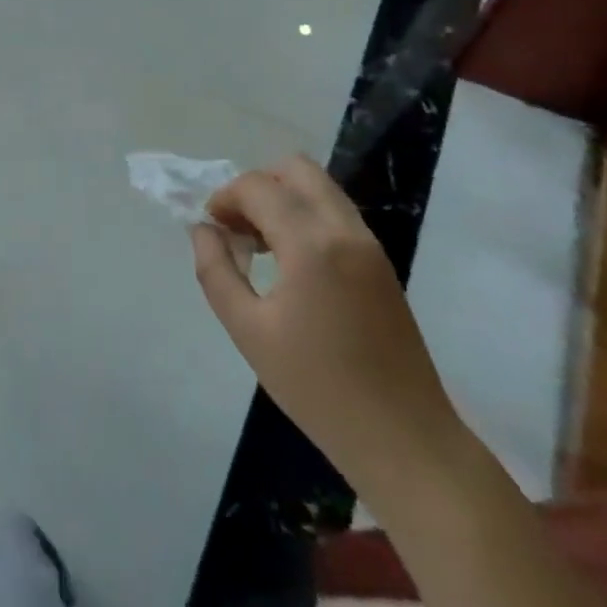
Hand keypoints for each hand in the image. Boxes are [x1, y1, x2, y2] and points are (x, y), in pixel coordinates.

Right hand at [192, 155, 467, 502]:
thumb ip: (216, 271)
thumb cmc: (316, 388)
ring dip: (283, 199)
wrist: (403, 437)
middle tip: (237, 227)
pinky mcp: (382, 262)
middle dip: (257, 185)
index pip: (259, 187)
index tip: (210, 227)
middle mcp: (345, 230)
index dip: (225, 197)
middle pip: (296, 169)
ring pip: (320, 188)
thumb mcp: (248, 331)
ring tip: (259, 246)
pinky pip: (336, 214)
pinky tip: (290, 263)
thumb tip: (204, 230)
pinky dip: (305, 217)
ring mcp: (370, 244)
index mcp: (312, 244)